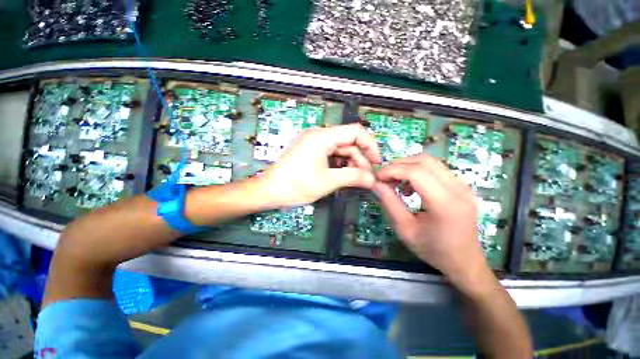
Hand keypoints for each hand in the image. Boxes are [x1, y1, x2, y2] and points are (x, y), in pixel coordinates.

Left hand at [260, 124, 381, 207]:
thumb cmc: (295, 185)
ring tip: (355, 179)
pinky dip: (340, 165)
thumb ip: (353, 177)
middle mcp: (319, 136)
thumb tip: (372, 180)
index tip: (376, 162)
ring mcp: (314, 144)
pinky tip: (344, 176)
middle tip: (366, 178)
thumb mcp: (328, 181)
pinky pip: (332, 155)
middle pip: (348, 142)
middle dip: (360, 159)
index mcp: (322, 137)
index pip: (355, 131)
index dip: (370, 145)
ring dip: (351, 163)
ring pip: (341, 150)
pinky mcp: (311, 152)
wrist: (269, 191)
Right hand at [373, 154, 491, 294]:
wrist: (464, 262)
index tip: (377, 177)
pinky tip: (411, 188)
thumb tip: (376, 184)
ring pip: (431, 162)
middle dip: (399, 165)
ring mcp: (463, 186)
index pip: (416, 172)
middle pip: (424, 161)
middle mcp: (458, 189)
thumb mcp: (405, 229)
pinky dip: (418, 172)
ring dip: (408, 167)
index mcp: (445, 203)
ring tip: (396, 182)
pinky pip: (436, 169)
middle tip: (384, 177)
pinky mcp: (462, 186)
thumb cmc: (433, 250)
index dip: (392, 170)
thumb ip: (389, 203)